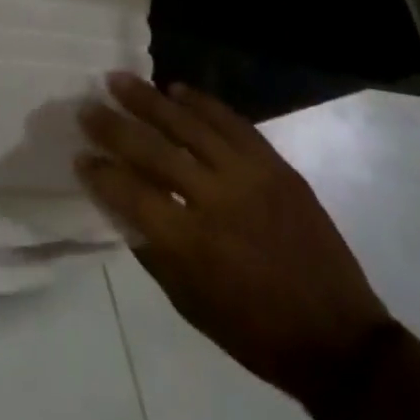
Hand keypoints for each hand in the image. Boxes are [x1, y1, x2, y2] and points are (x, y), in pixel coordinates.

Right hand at [77, 73, 390, 416]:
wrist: (340, 340)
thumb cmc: (255, 333)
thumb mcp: (190, 304)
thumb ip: (151, 249)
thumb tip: (119, 203)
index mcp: (191, 245)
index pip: (131, 194)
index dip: (101, 173)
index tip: (80, 156)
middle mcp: (216, 201)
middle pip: (154, 151)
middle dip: (114, 126)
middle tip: (88, 107)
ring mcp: (249, 176)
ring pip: (190, 124)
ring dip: (150, 99)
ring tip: (120, 80)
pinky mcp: (275, 165)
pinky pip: (232, 122)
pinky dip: (202, 102)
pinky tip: (177, 90)